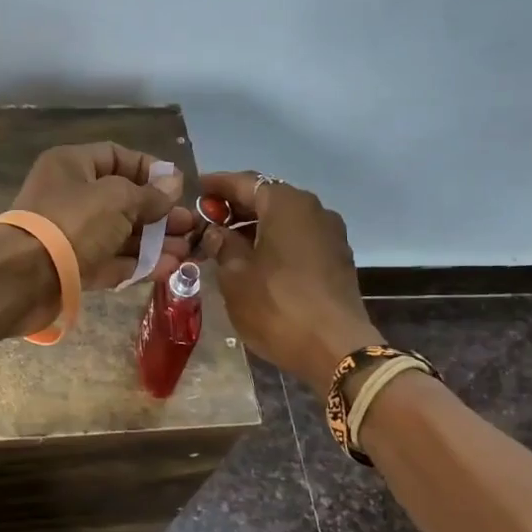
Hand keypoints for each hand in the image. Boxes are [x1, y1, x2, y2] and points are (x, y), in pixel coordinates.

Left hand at [11, 142, 195, 289]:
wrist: (21, 278)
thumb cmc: (71, 223)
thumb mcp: (117, 199)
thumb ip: (149, 194)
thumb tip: (174, 183)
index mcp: (72, 166)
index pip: (117, 157)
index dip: (150, 170)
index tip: (178, 188)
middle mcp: (71, 196)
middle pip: (123, 200)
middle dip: (159, 214)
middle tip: (191, 227)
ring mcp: (72, 235)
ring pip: (120, 234)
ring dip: (155, 242)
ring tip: (189, 252)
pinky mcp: (74, 268)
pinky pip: (111, 261)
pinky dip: (139, 264)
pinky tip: (170, 269)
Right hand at [201, 172, 381, 394]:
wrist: (335, 348)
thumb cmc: (276, 306)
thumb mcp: (235, 275)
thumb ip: (222, 244)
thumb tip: (215, 230)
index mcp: (286, 204)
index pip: (244, 182)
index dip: (216, 185)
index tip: (195, 190)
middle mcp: (312, 209)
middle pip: (267, 197)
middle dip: (235, 207)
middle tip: (206, 221)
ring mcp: (329, 234)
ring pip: (283, 219)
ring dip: (255, 226)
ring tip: (225, 244)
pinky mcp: (336, 258)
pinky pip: (298, 238)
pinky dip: (274, 241)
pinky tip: (255, 261)